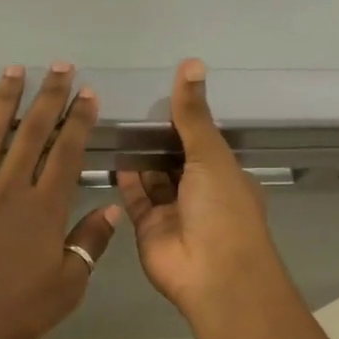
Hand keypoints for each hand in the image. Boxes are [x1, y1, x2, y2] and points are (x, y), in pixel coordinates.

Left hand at [0, 65, 122, 338]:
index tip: (87, 93)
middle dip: (47, 97)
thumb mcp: (65, 288)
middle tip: (59, 66)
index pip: (66, 154)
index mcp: (43, 210)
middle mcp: (7, 189)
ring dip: (3, 101)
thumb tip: (110, 209)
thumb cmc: (9, 312)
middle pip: (31, 134)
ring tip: (14, 70)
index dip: (78, 121)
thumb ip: (88, 245)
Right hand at [117, 60, 288, 321]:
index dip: (184, 122)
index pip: (202, 142)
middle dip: (156, 139)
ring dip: (139, 156)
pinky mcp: (149, 228)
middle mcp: (200, 193)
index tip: (158, 96)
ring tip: (113, 123)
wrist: (212, 274)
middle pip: (175, 160)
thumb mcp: (211, 155)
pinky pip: (135, 198)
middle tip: (126, 106)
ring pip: (153, 178)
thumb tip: (191, 64)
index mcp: (225, 175)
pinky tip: (112, 153)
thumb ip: (193, 115)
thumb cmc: (222, 209)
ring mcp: (174, 212)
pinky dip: (126, 178)